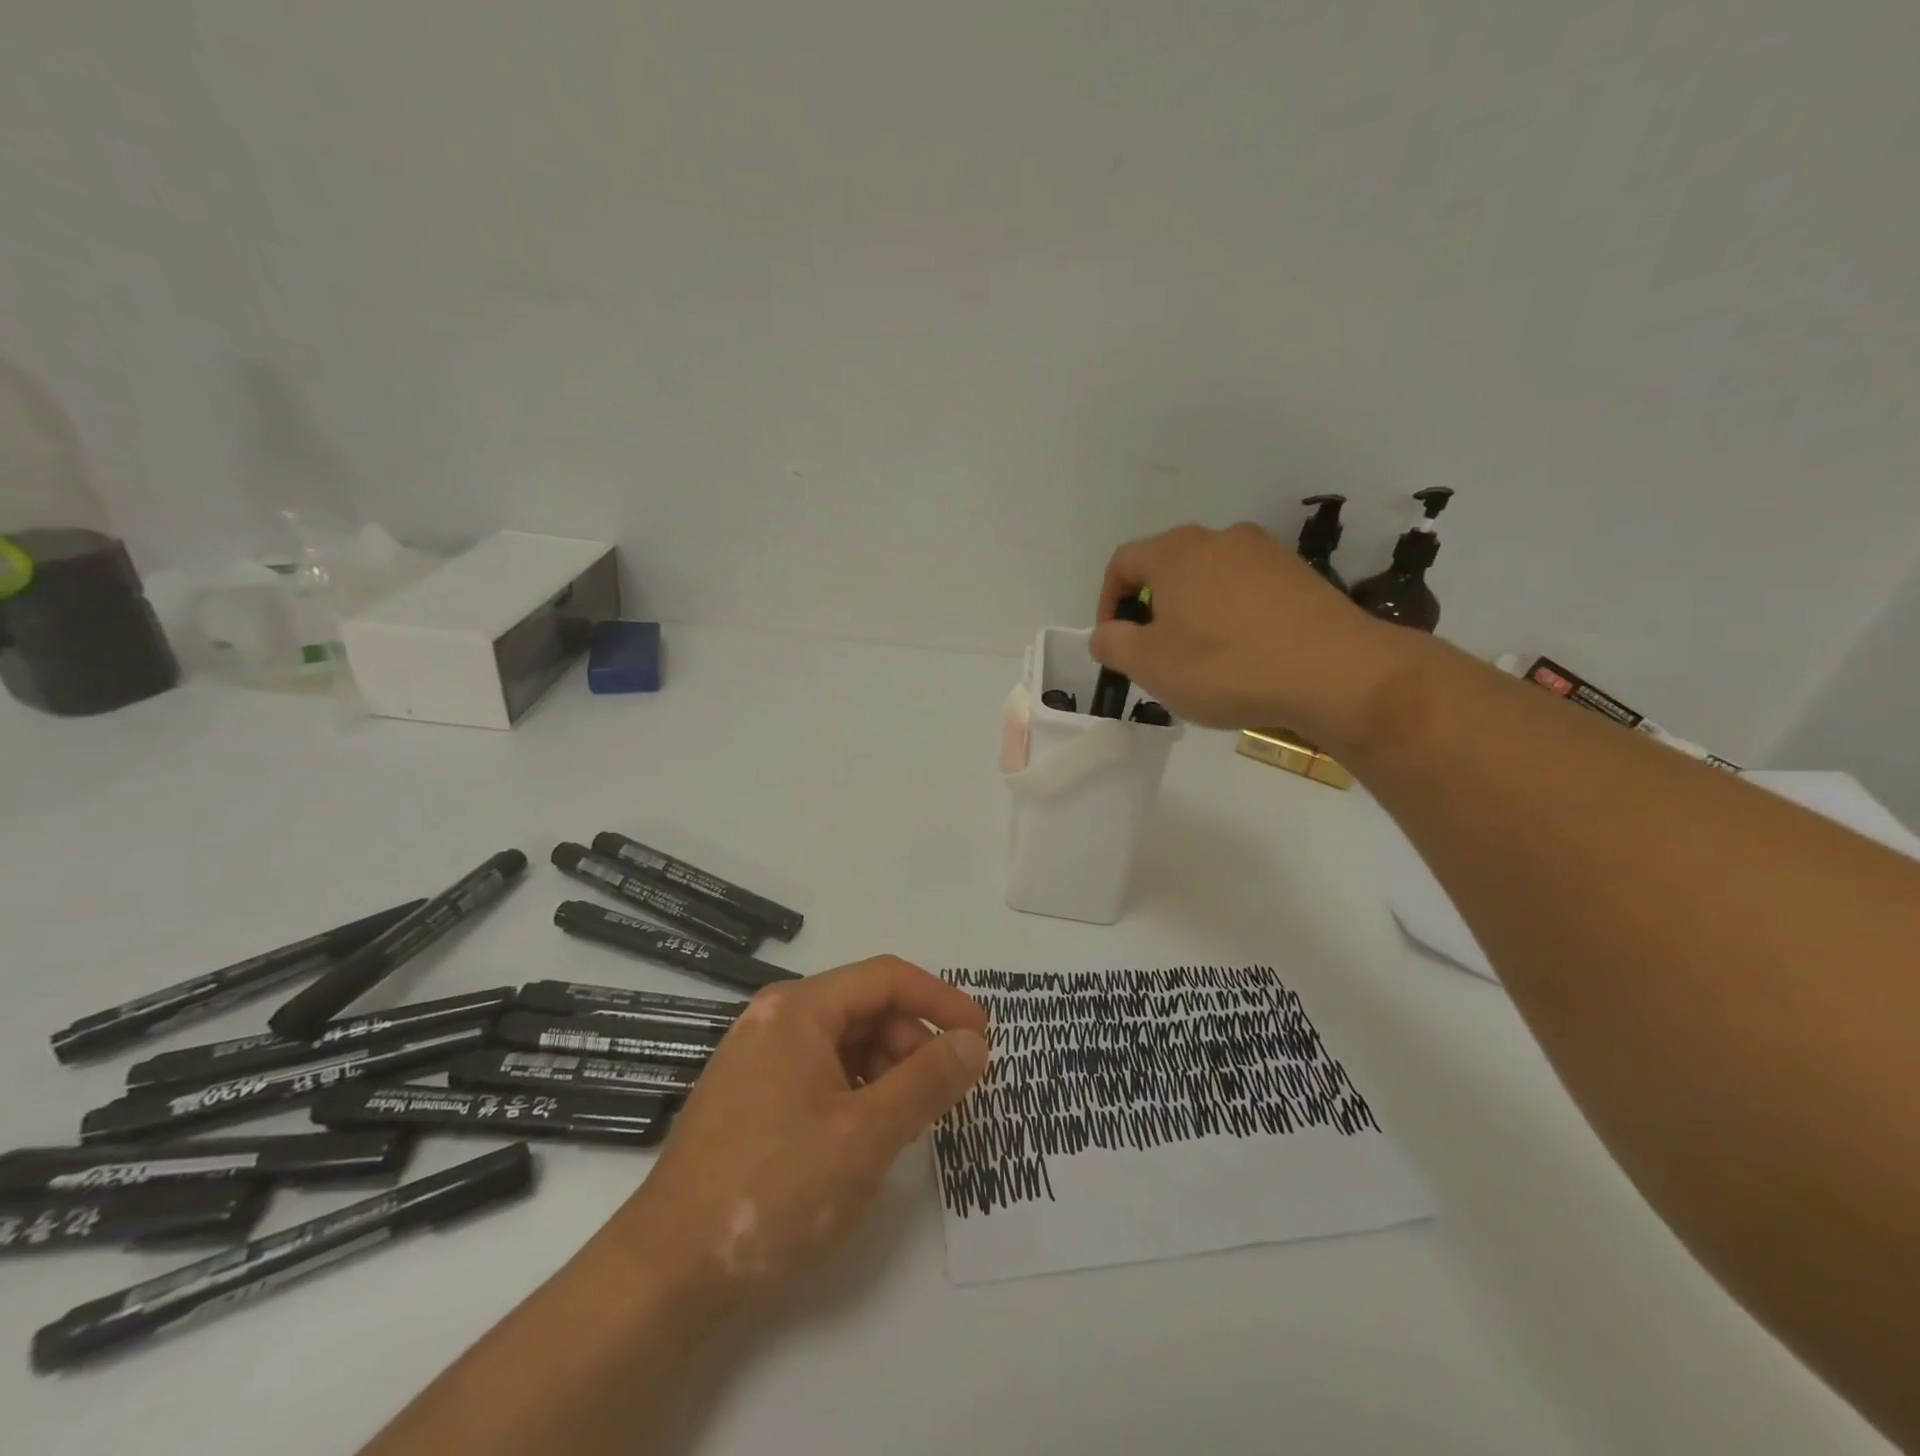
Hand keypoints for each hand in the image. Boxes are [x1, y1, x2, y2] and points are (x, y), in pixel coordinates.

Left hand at [605, 956, 988, 1310]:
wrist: (667, 1272)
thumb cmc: (775, 1188)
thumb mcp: (867, 1133)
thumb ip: (928, 1081)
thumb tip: (974, 1043)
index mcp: (799, 1009)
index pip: (887, 978)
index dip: (942, 1000)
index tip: (982, 1037)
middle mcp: (776, 1019)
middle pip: (866, 1009)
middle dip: (914, 1044)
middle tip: (945, 1094)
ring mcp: (759, 1058)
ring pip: (845, 1045)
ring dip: (887, 1072)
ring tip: (906, 1124)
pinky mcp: (751, 1097)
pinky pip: (820, 1074)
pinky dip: (856, 1094)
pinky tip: (865, 1137)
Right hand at [1093, 522, 1415, 741]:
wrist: (1336, 673)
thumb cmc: (1226, 665)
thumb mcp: (1149, 664)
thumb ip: (1112, 644)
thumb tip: (1107, 632)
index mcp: (1176, 551)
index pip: (1122, 563)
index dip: (1107, 602)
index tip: (1115, 642)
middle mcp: (1219, 538)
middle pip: (1167, 569)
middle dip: (1152, 612)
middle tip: (1156, 656)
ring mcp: (1265, 553)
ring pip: (1209, 581)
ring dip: (1193, 616)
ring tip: (1202, 662)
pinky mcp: (1300, 576)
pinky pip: (1247, 593)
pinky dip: (1232, 619)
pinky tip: (1245, 657)